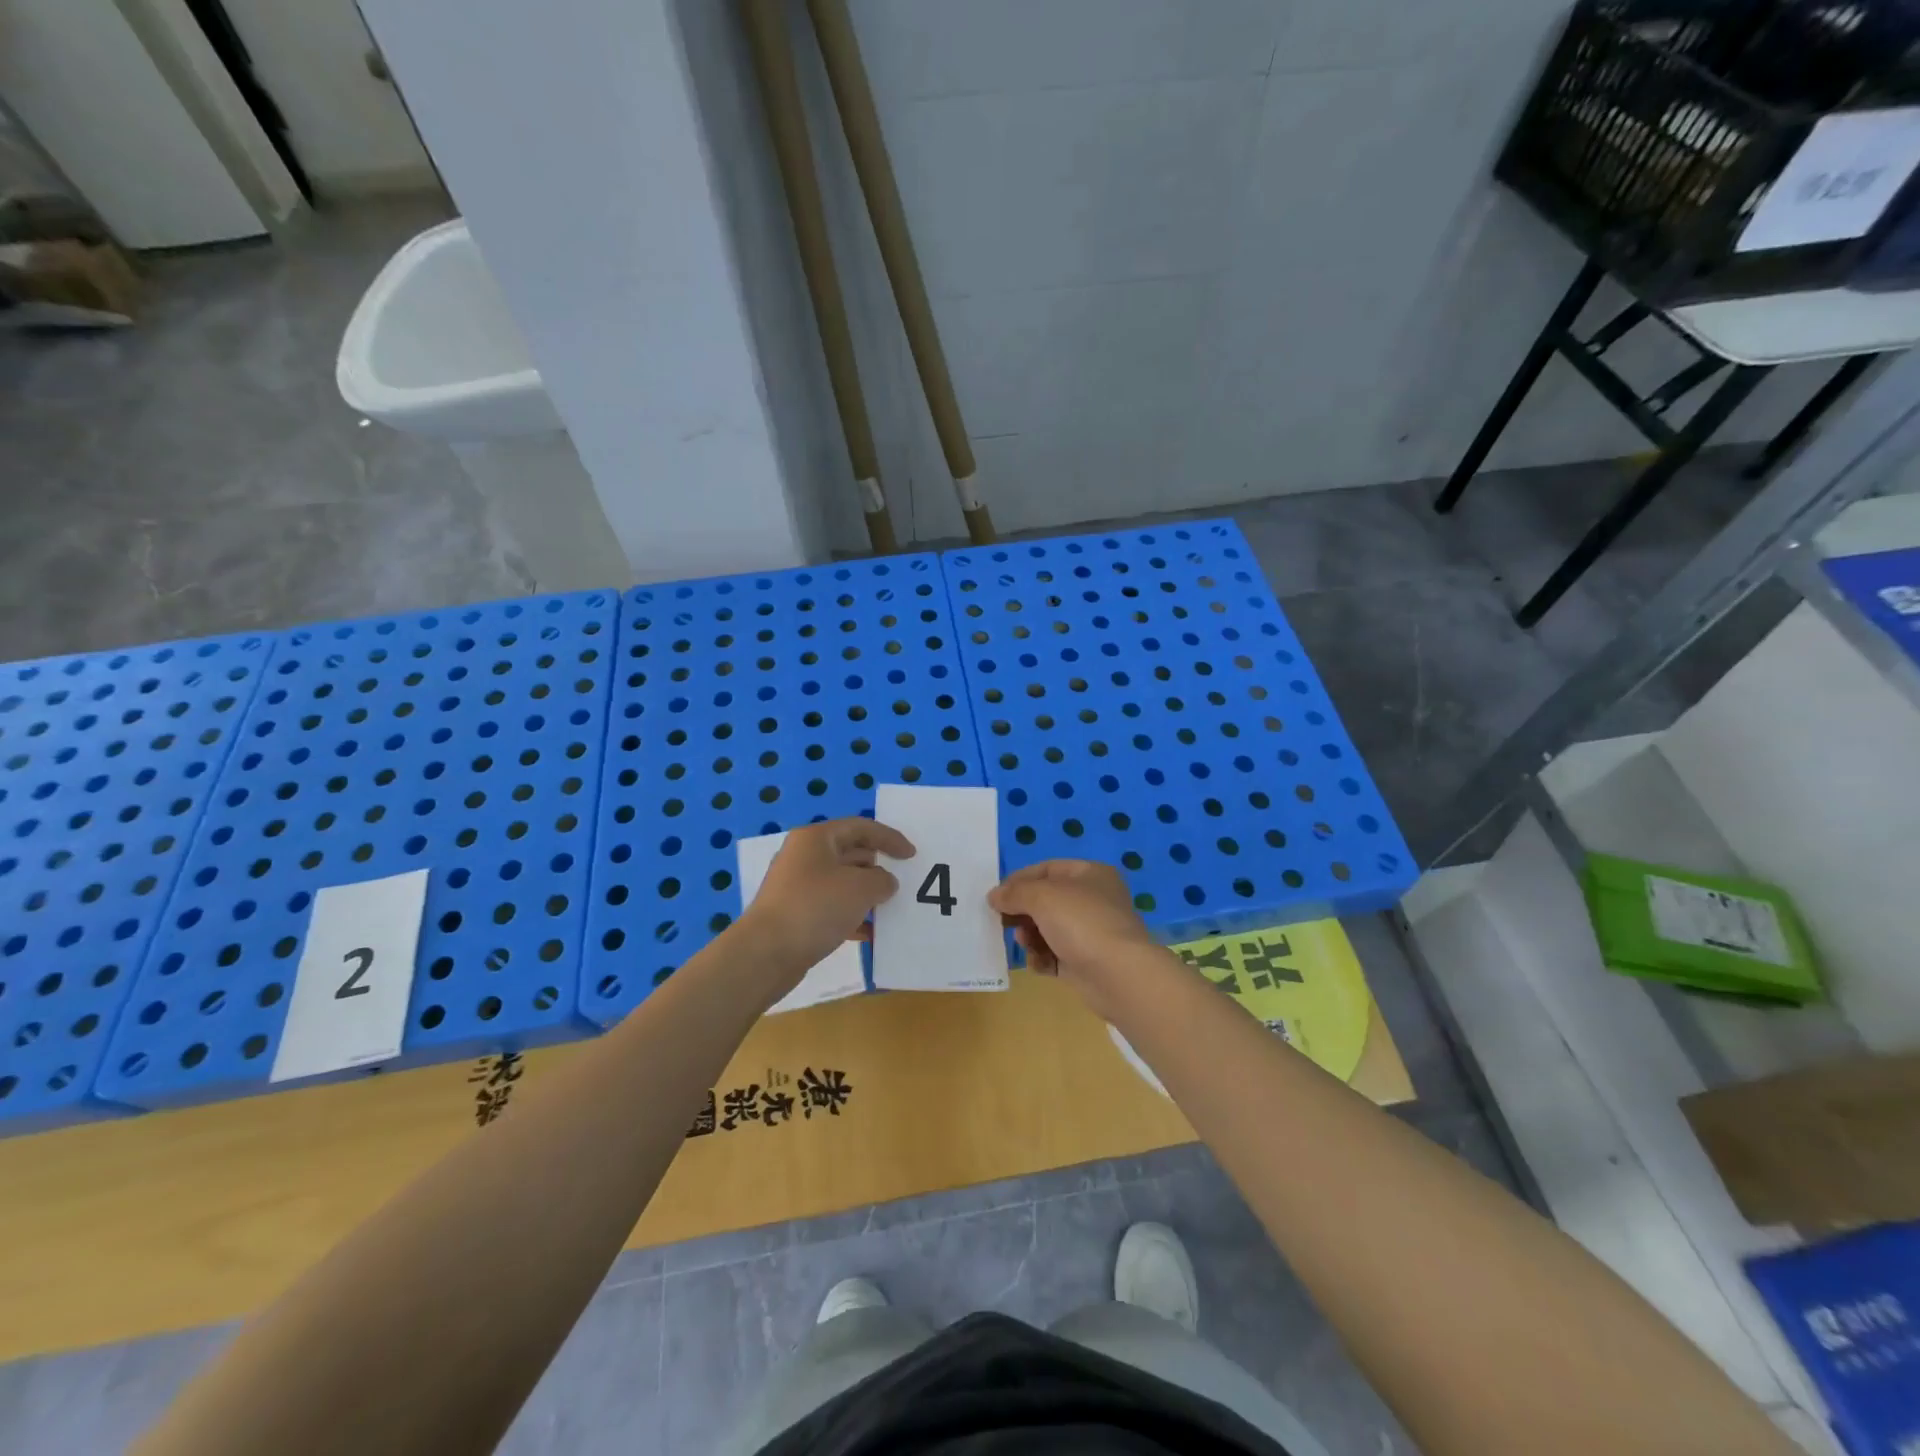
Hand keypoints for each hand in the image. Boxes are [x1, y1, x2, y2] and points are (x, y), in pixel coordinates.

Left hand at [738, 817, 913, 988]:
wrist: (765, 954)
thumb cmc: (815, 908)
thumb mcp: (860, 888)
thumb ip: (882, 880)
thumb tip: (883, 882)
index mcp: (816, 838)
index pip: (860, 827)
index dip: (890, 838)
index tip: (912, 856)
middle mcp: (804, 856)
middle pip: (850, 853)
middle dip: (878, 867)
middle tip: (902, 882)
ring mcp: (797, 886)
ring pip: (841, 883)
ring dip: (866, 894)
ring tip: (890, 909)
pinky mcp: (795, 914)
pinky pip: (831, 908)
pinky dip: (852, 916)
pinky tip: (869, 933)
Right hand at [987, 860, 1166, 1019]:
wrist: (1118, 974)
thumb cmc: (1081, 922)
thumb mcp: (1042, 897)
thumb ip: (1014, 893)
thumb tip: (994, 895)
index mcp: (1091, 874)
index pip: (1047, 869)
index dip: (1019, 880)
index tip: (996, 895)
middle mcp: (1094, 899)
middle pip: (1047, 900)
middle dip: (1023, 911)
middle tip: (1004, 922)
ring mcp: (1091, 932)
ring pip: (1049, 928)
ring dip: (1030, 935)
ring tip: (1024, 942)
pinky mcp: (1087, 961)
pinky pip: (1056, 955)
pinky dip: (1043, 957)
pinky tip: (1038, 963)